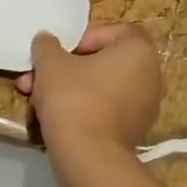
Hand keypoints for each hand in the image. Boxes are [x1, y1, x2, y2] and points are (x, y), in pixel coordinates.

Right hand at [17, 24, 161, 152]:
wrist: (88, 155)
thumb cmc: (73, 96)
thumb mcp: (50, 62)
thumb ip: (46, 44)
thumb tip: (46, 40)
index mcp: (139, 51)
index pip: (112, 32)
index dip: (81, 38)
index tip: (60, 53)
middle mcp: (150, 76)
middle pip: (101, 62)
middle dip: (64, 68)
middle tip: (36, 77)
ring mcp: (144, 107)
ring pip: (98, 87)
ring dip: (67, 88)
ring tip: (36, 99)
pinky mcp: (132, 131)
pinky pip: (103, 109)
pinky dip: (81, 108)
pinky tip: (53, 118)